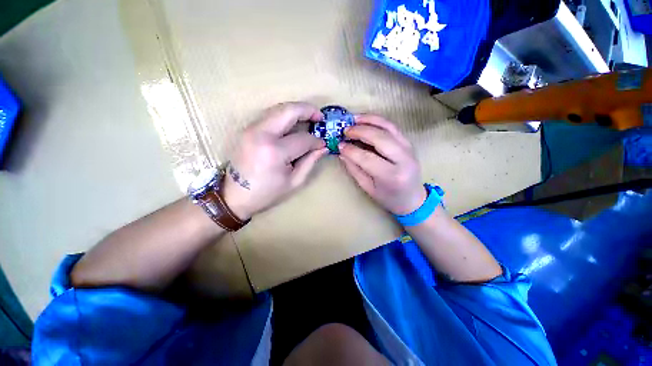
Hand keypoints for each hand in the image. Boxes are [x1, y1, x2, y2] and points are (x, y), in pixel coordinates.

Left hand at [223, 102, 327, 219]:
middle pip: (288, 111)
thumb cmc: (267, 192)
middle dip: (308, 110)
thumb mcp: (294, 182)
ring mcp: (251, 129)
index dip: (316, 141)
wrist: (234, 195)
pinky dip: (284, 116)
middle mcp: (261, 134)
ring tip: (309, 117)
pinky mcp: (247, 129)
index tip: (323, 144)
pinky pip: (270, 115)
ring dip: (296, 111)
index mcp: (275, 152)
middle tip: (320, 116)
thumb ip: (310, 162)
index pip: (303, 139)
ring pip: (278, 109)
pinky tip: (293, 123)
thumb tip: (323, 147)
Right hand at [339, 114, 426, 215]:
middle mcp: (403, 159)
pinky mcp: (408, 143)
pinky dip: (378, 121)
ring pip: (388, 127)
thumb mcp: (368, 188)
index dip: (351, 150)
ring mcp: (408, 149)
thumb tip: (342, 152)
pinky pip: (392, 127)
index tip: (339, 145)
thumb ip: (355, 170)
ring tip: (354, 119)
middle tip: (345, 130)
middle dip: (360, 131)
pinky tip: (366, 120)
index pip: (367, 158)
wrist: (413, 198)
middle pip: (379, 138)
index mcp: (391, 176)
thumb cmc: (389, 198)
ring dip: (369, 120)